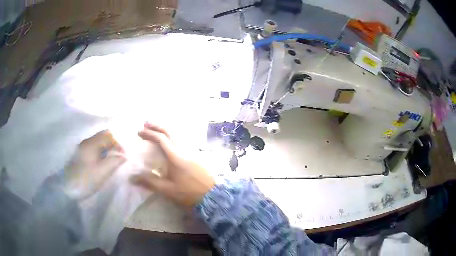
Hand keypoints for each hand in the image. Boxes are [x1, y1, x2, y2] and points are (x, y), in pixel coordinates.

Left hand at [63, 130, 125, 200]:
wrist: (68, 188)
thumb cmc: (86, 179)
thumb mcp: (103, 172)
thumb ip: (115, 161)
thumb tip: (124, 155)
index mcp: (92, 143)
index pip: (109, 135)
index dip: (119, 143)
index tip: (124, 156)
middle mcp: (87, 141)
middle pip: (103, 136)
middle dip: (114, 144)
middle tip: (120, 157)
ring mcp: (82, 147)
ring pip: (98, 142)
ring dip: (107, 148)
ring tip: (113, 160)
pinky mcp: (80, 154)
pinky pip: (94, 148)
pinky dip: (101, 152)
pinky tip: (103, 162)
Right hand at [130, 123, 214, 206]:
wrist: (211, 195)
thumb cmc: (188, 193)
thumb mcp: (167, 189)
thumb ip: (149, 182)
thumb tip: (132, 177)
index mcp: (175, 157)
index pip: (161, 139)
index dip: (149, 134)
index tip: (139, 133)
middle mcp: (183, 151)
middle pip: (169, 133)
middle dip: (156, 127)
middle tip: (145, 124)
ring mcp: (190, 153)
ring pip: (176, 136)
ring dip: (164, 131)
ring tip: (154, 132)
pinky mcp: (194, 157)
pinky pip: (180, 142)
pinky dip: (170, 138)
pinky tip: (167, 144)